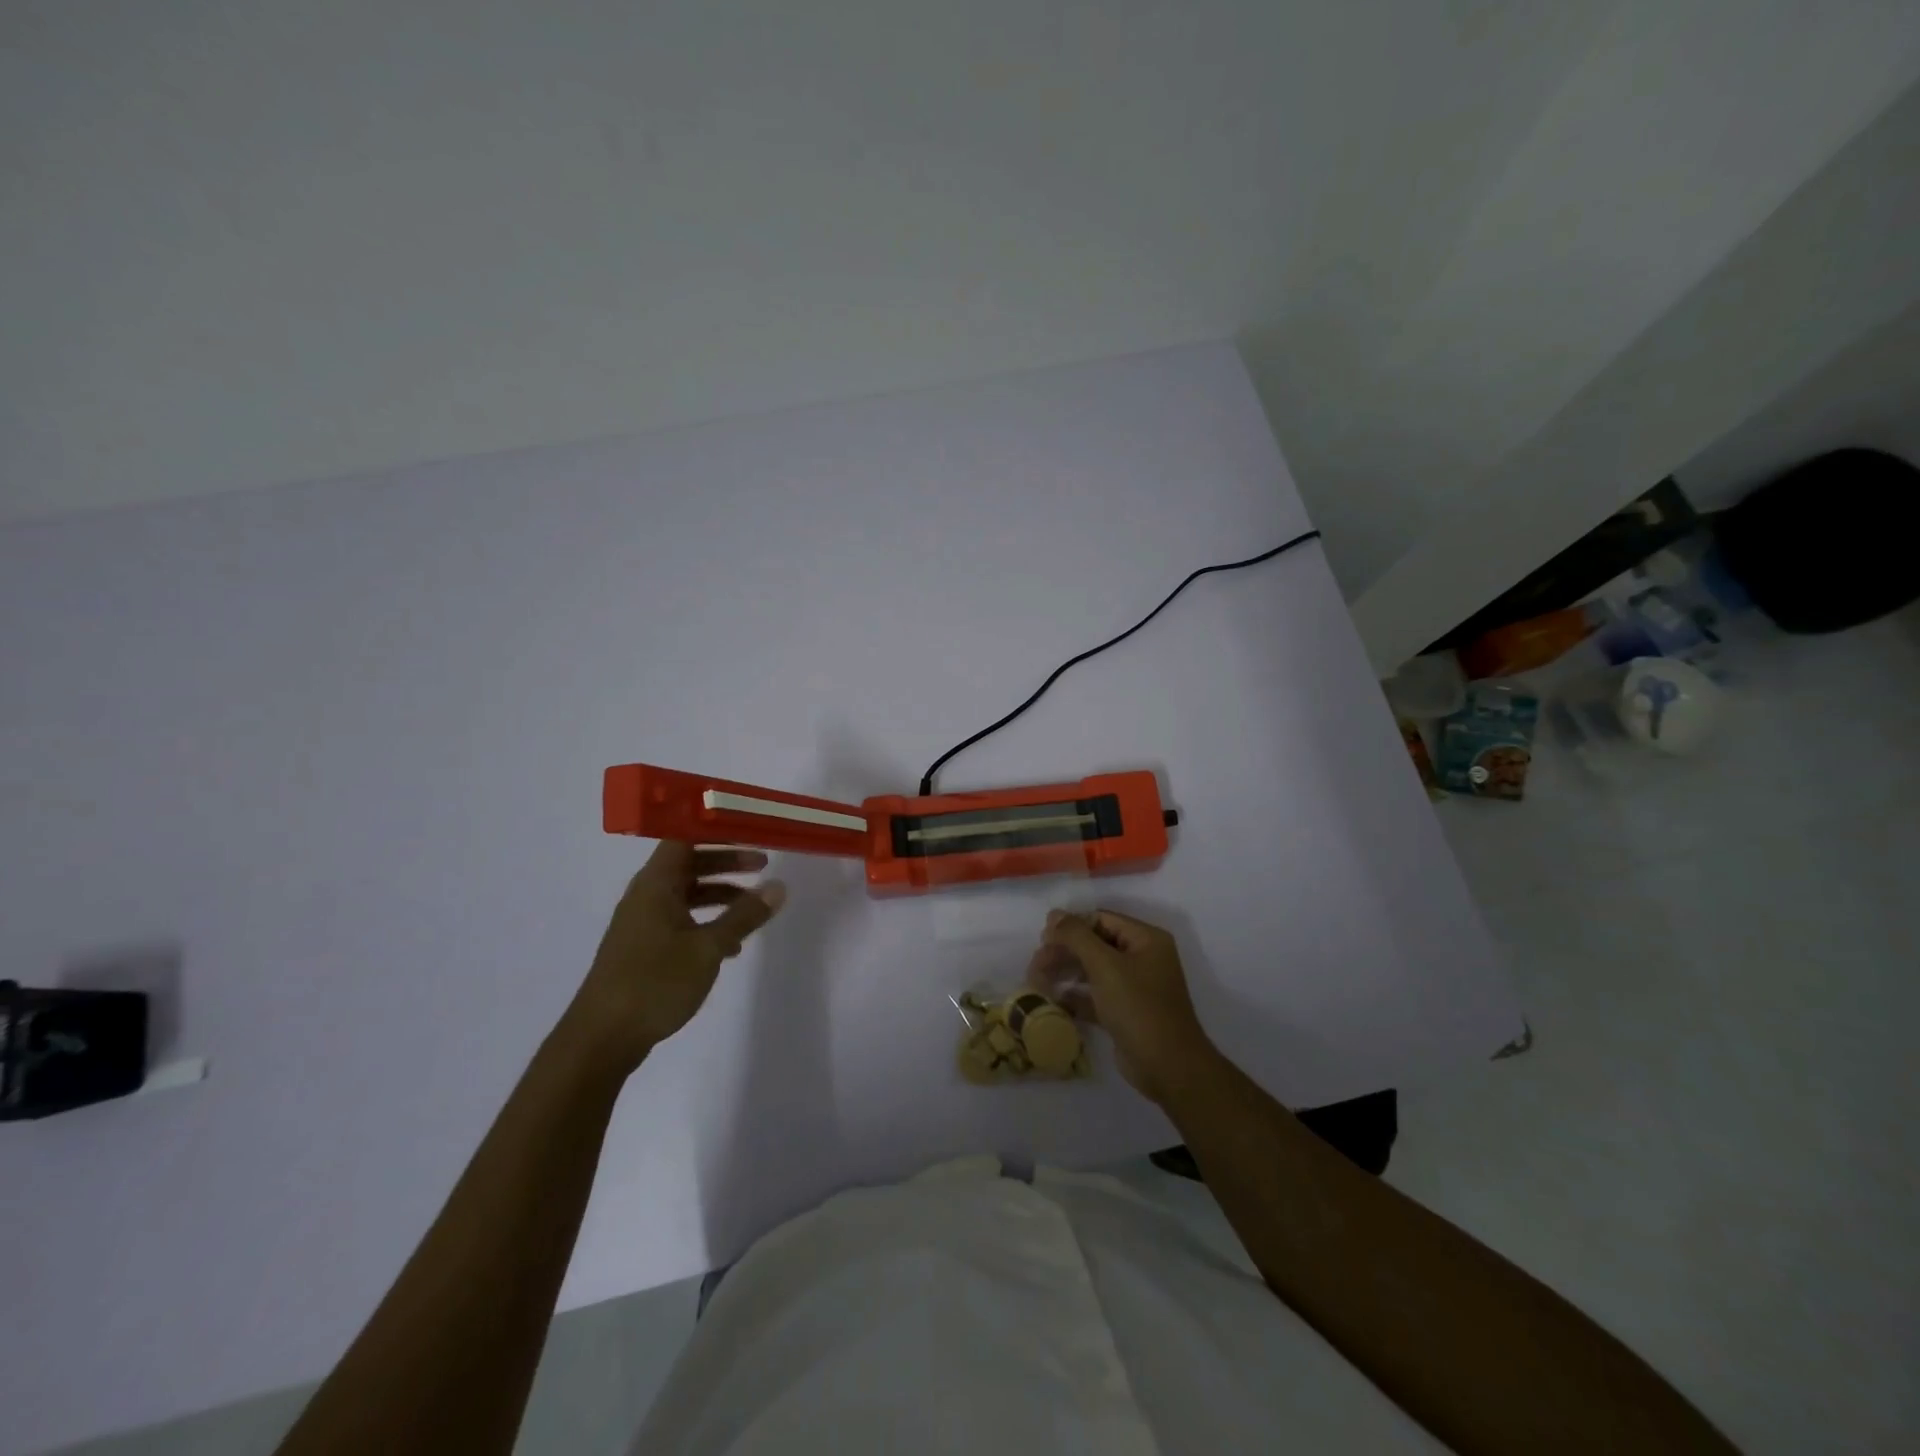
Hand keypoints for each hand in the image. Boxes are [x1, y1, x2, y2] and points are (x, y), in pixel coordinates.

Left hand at [561, 841, 785, 1075]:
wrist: (602, 1039)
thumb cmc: (654, 982)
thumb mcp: (708, 948)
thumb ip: (744, 915)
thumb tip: (779, 886)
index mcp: (655, 884)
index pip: (684, 837)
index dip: (716, 829)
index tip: (748, 828)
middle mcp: (646, 896)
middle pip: (689, 864)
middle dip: (726, 862)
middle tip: (763, 863)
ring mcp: (643, 923)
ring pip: (687, 894)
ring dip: (720, 894)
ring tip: (754, 906)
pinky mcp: (643, 949)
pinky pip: (681, 920)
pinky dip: (706, 922)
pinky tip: (730, 947)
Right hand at [1028, 909, 1218, 1104]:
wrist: (1168, 1067)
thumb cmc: (1139, 1007)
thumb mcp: (1106, 966)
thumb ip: (1077, 936)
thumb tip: (1054, 914)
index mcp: (1146, 939)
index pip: (1101, 919)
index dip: (1070, 926)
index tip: (1042, 940)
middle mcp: (1143, 958)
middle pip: (1095, 944)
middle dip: (1064, 952)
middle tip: (1035, 965)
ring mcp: (1135, 987)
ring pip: (1093, 971)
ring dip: (1065, 973)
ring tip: (1037, 982)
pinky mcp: (1125, 1012)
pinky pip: (1096, 996)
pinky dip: (1076, 997)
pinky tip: (1053, 1001)